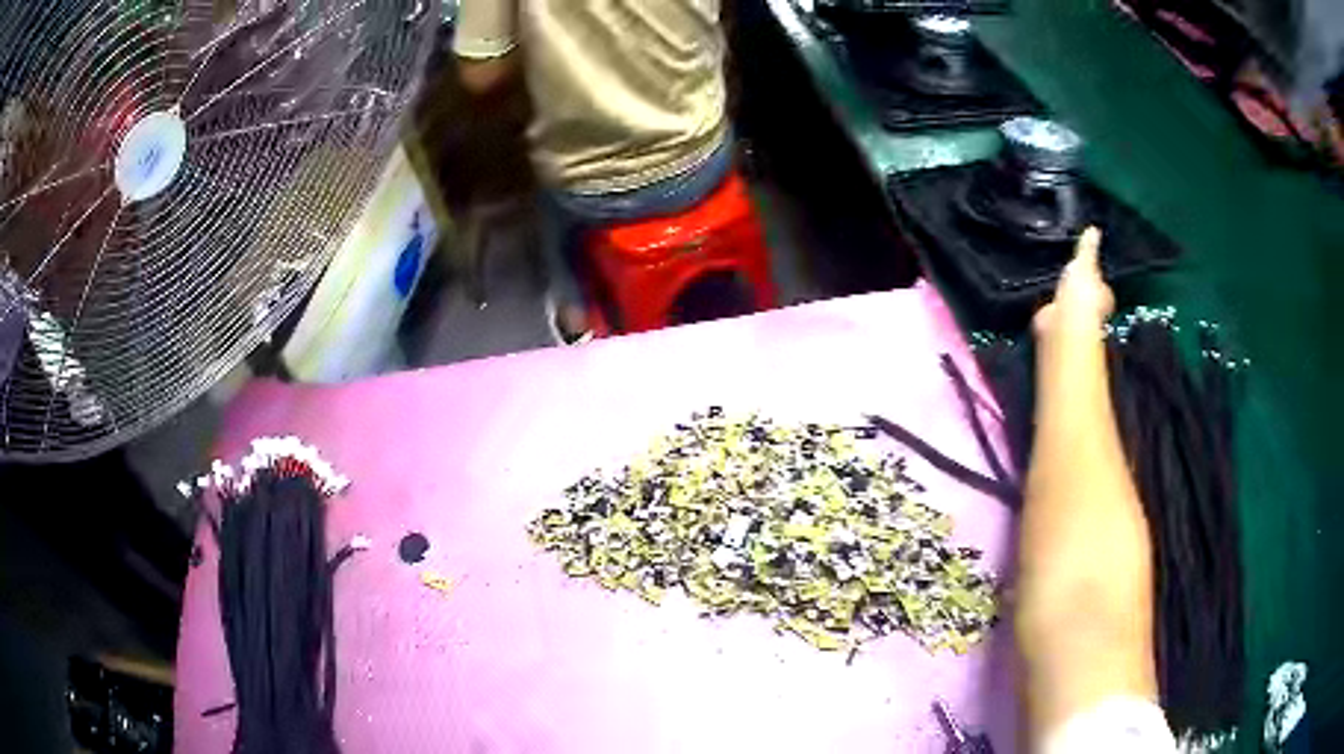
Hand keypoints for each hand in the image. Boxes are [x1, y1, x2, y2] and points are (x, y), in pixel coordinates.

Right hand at [1033, 226, 1113, 341]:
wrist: (1064, 321)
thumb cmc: (1082, 293)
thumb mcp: (1085, 261)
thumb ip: (1088, 247)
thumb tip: (1094, 228)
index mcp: (1103, 295)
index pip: (1100, 284)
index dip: (1094, 276)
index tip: (1085, 268)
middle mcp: (1091, 311)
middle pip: (1084, 296)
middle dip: (1077, 290)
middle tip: (1067, 276)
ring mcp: (1073, 320)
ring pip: (1068, 305)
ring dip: (1062, 298)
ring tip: (1051, 283)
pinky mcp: (1055, 326)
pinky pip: (1051, 311)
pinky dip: (1046, 306)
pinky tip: (1040, 296)